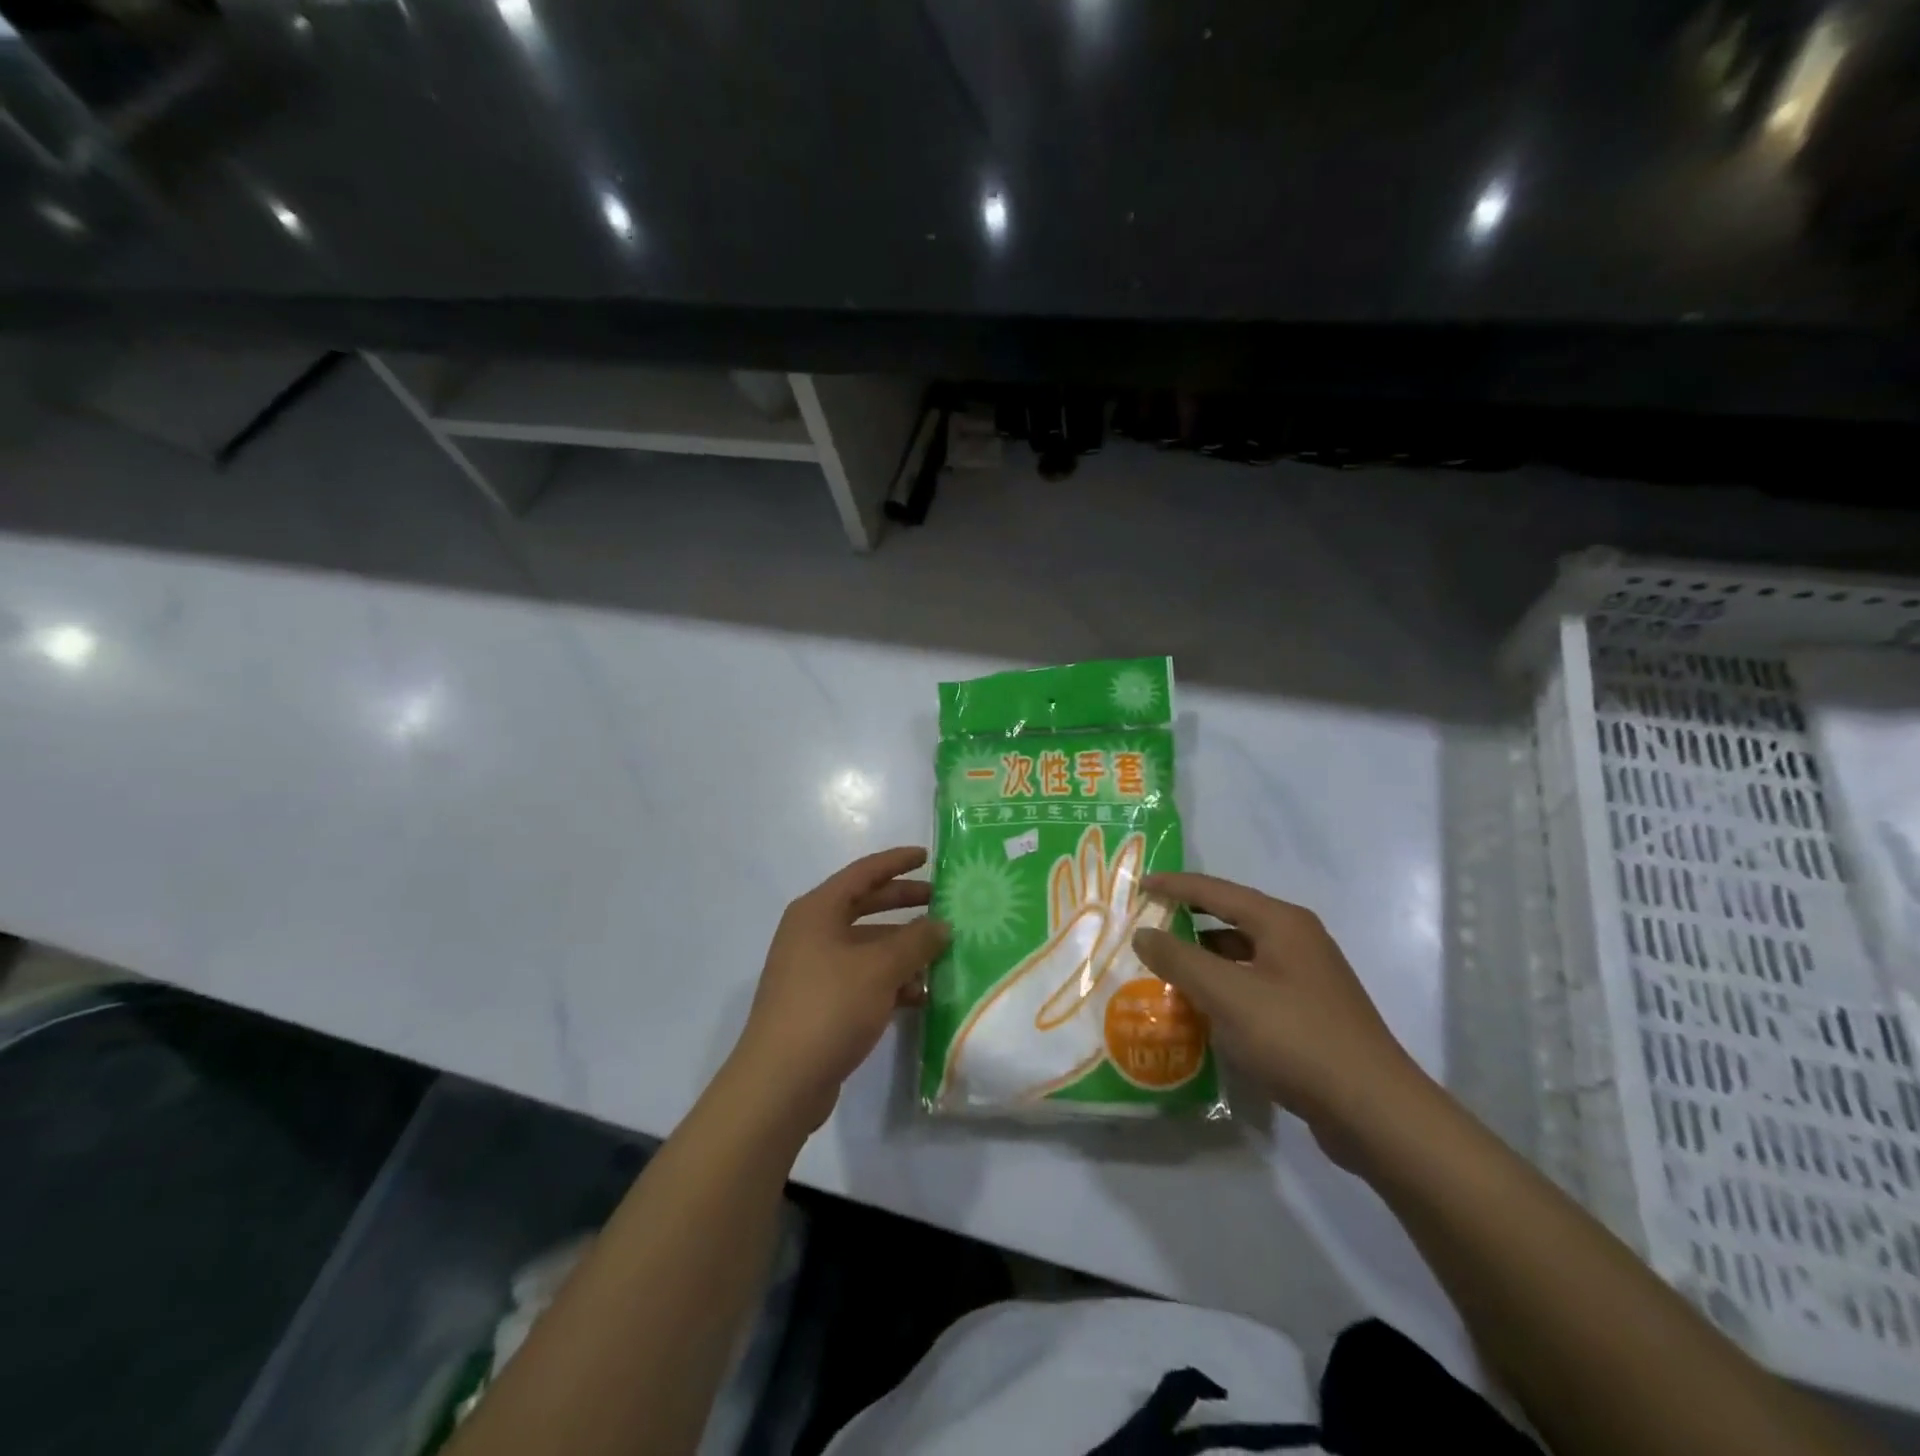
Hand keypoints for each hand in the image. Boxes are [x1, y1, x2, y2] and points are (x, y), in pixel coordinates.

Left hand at [731, 846, 948, 1132]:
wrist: (780, 1082)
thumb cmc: (830, 1007)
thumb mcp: (880, 969)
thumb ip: (916, 941)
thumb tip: (941, 925)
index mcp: (818, 911)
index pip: (863, 872)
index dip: (897, 862)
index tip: (928, 857)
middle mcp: (812, 932)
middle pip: (865, 906)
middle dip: (904, 904)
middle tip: (941, 904)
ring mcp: (814, 969)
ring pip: (867, 947)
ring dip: (902, 949)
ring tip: (942, 955)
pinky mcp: (820, 1003)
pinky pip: (862, 979)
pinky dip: (890, 981)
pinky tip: (921, 996)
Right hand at [1131, 872, 1433, 1163]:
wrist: (1373, 1111)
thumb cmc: (1296, 1038)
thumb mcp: (1227, 994)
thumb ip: (1179, 959)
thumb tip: (1143, 933)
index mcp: (1281, 923)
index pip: (1216, 890)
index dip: (1174, 886)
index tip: (1139, 884)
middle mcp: (1296, 941)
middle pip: (1229, 919)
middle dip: (1185, 922)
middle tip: (1145, 926)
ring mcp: (1305, 978)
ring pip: (1240, 956)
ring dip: (1202, 961)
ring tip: (1161, 970)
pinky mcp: (1307, 1013)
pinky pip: (1251, 987)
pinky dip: (1222, 990)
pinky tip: (1198, 1010)